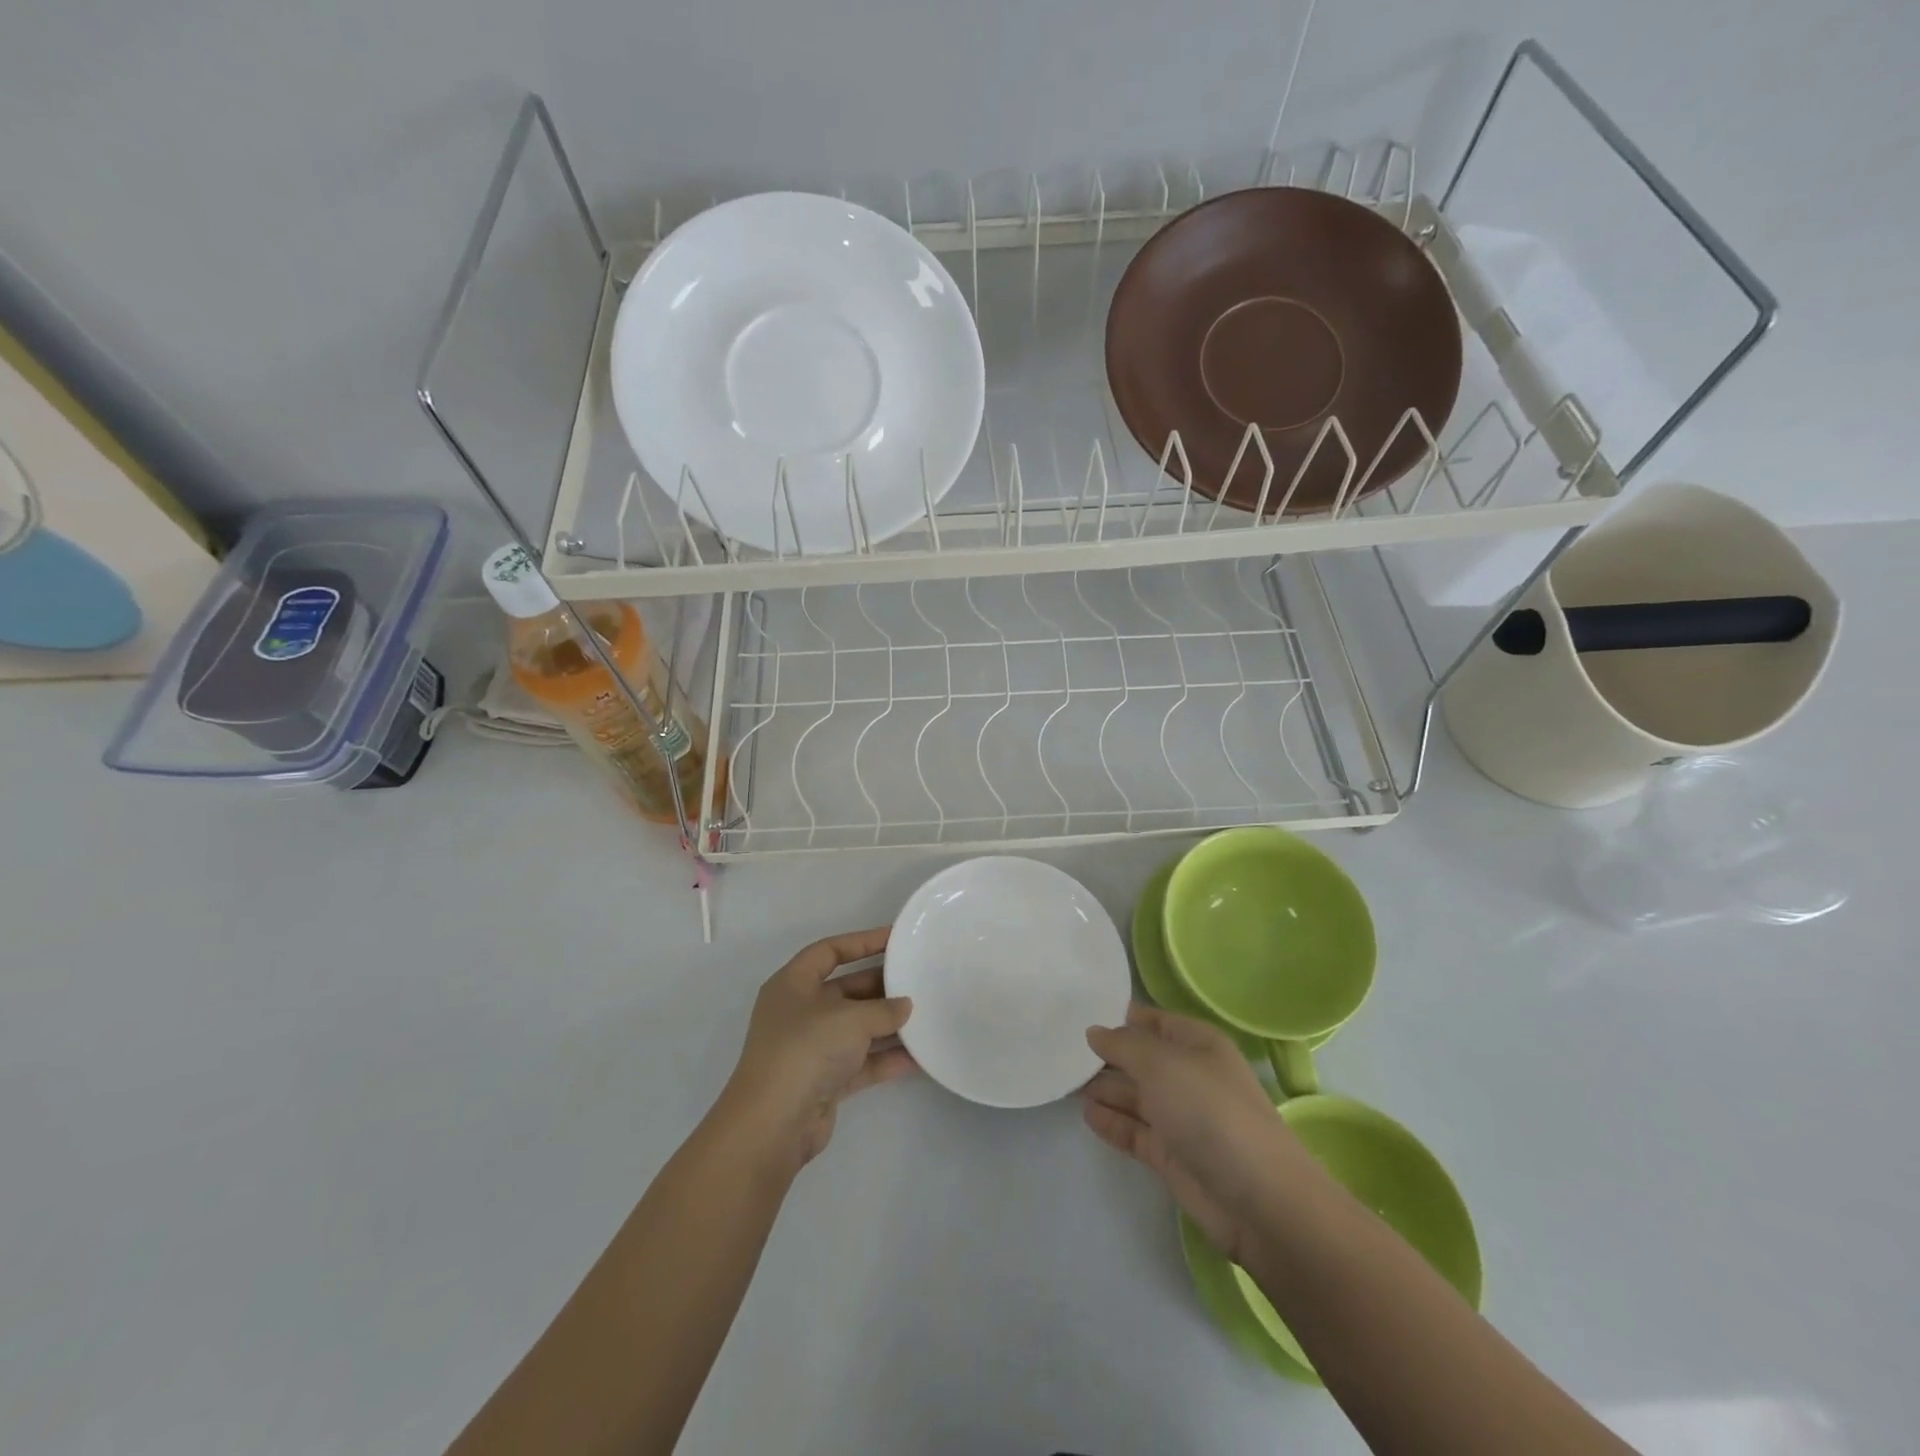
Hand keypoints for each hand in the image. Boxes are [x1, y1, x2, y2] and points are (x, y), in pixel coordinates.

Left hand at [716, 928, 914, 1174]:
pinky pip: (860, 1062)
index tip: (896, 939)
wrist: (774, 1124)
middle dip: (881, 986)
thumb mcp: (850, 1019)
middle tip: (918, 980)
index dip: (862, 942)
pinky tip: (918, 1058)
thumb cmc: (806, 1050)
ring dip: (887, 1024)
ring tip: (925, 1016)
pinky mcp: (823, 1081)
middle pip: (846, 989)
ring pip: (855, 1027)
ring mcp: (811, 1048)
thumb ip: (883, 1009)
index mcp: (793, 984)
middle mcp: (799, 1012)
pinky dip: (885, 1059)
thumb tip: (905, 1006)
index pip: (829, 951)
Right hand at [1083, 1003, 1305, 1263]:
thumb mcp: (1161, 1065)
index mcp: (1196, 1043)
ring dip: (1103, 1088)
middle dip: (1104, 1054)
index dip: (1118, 1016)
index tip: (1076, 1013)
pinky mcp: (1171, 1155)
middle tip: (1059, 1049)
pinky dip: (1111, 1121)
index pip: (1151, 1020)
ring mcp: (1180, 1117)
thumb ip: (1122, 1045)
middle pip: (1139, 1058)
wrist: (1259, 1201)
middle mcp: (1188, 1075)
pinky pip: (1134, 1130)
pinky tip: (1086, 1113)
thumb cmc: (1210, 1112)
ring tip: (1064, 1080)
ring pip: (1134, 1095)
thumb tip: (1094, 1032)